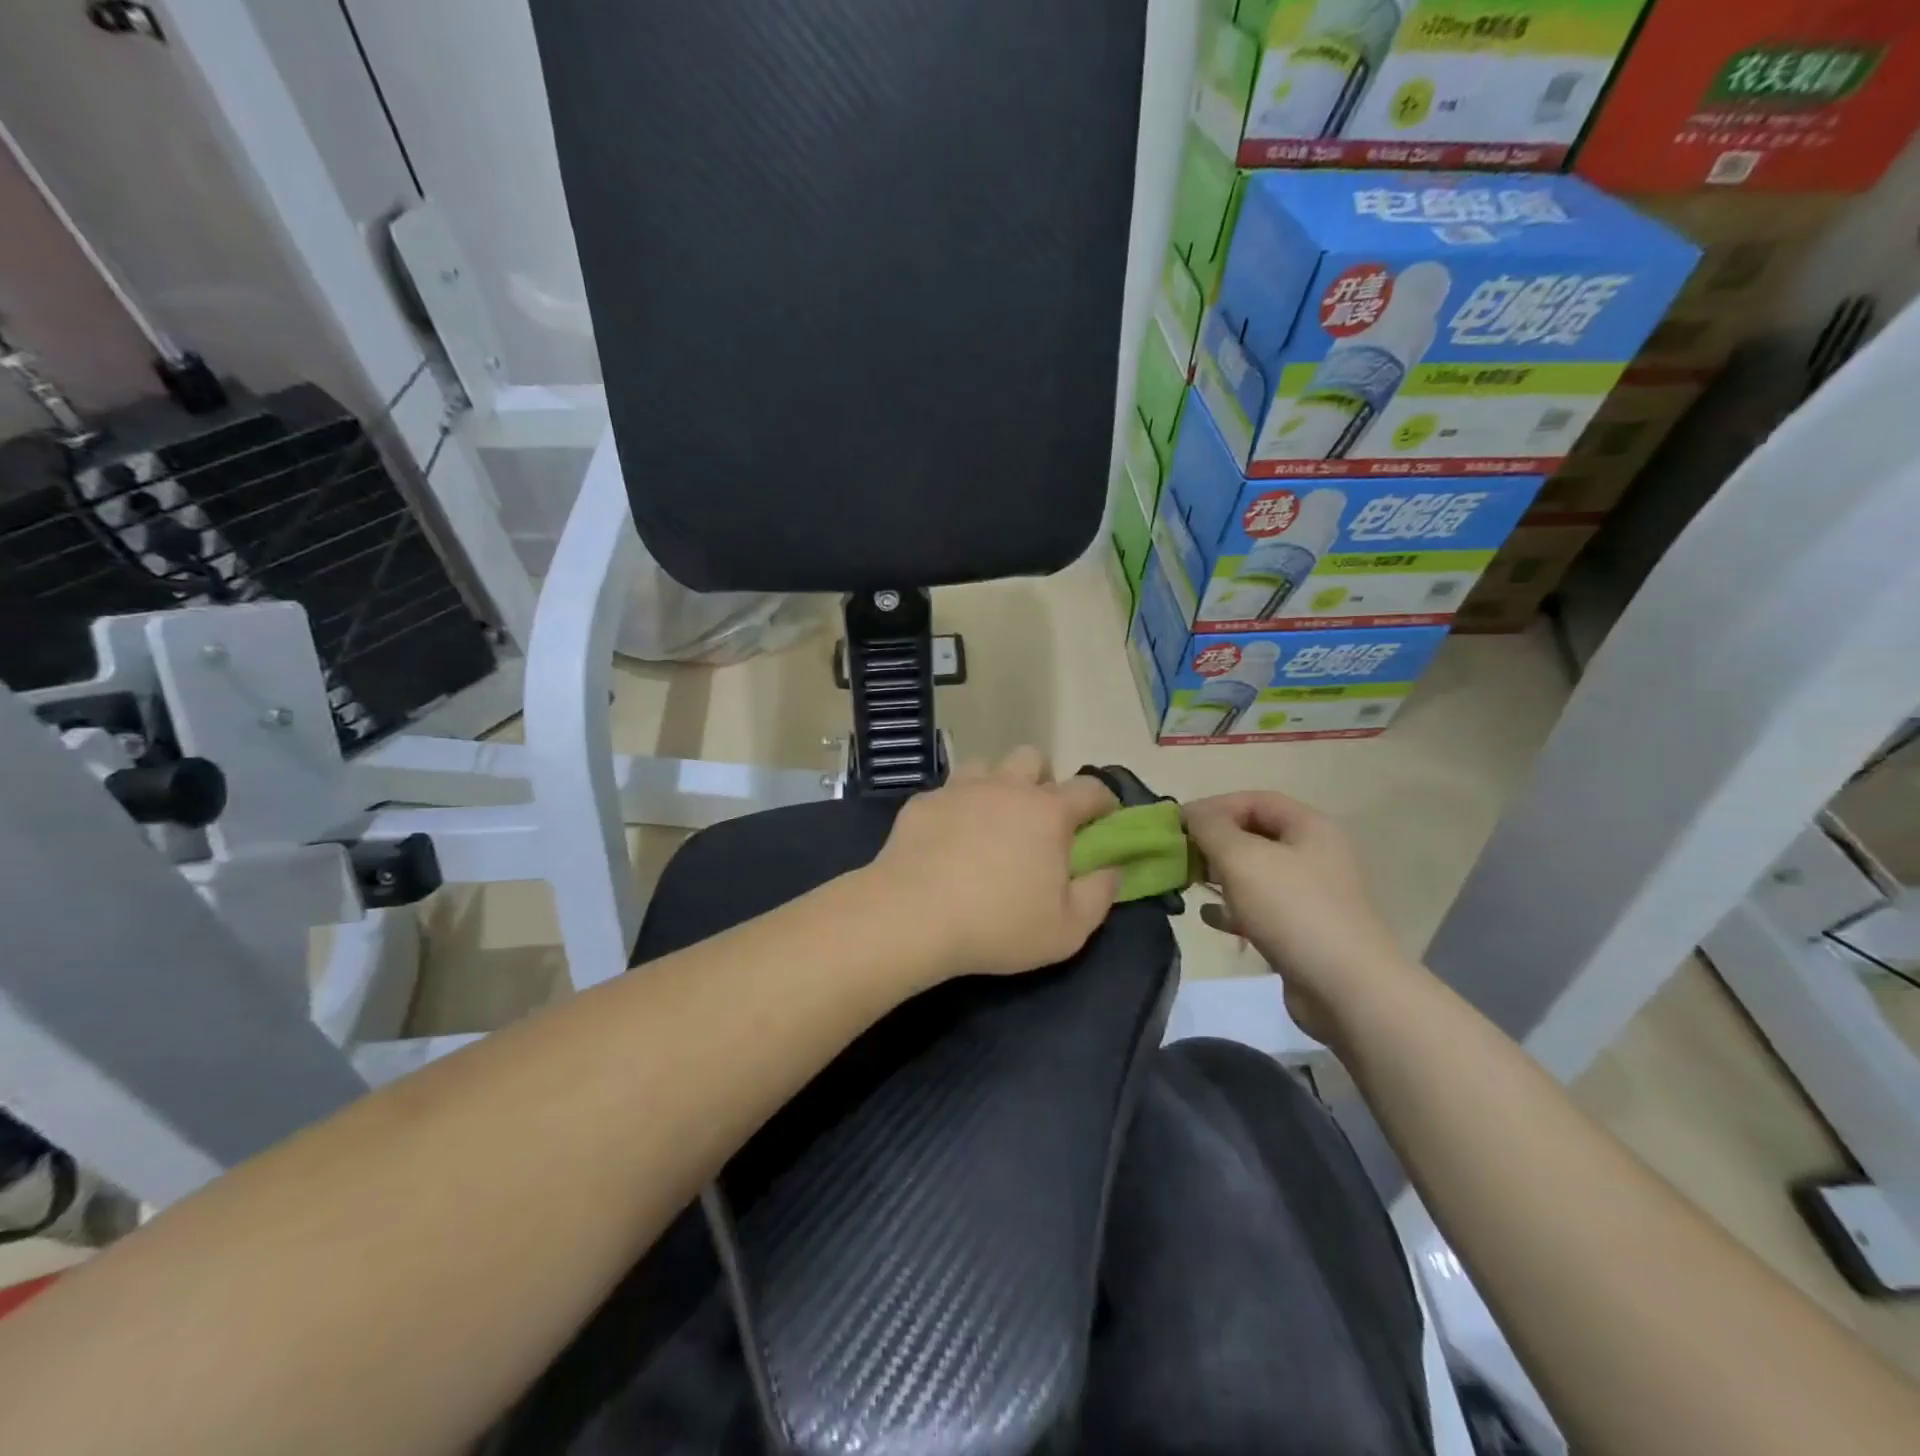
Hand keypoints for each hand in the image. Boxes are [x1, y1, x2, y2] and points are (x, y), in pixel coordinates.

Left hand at [869, 747, 1121, 983]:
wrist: (912, 916)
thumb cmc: (998, 926)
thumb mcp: (1067, 930)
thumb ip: (1099, 895)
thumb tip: (1112, 869)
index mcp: (1048, 812)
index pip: (1090, 788)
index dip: (1103, 800)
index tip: (1105, 818)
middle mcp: (1006, 788)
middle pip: (1033, 758)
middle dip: (1043, 779)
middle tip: (1039, 817)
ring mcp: (960, 790)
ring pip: (986, 765)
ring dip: (996, 784)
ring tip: (991, 820)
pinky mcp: (923, 802)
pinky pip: (947, 792)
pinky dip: (955, 808)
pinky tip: (947, 839)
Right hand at [1183, 791, 1420, 1043]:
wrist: (1346, 989)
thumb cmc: (1292, 910)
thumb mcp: (1242, 858)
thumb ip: (1210, 828)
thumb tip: (1190, 814)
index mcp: (1310, 827)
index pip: (1254, 800)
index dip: (1214, 807)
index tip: (1178, 827)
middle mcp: (1314, 854)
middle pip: (1254, 835)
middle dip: (1213, 843)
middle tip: (1179, 857)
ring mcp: (1311, 894)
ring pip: (1254, 873)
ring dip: (1219, 876)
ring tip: (1188, 885)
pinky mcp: (1302, 930)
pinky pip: (1260, 908)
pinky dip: (1233, 908)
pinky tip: (1209, 918)